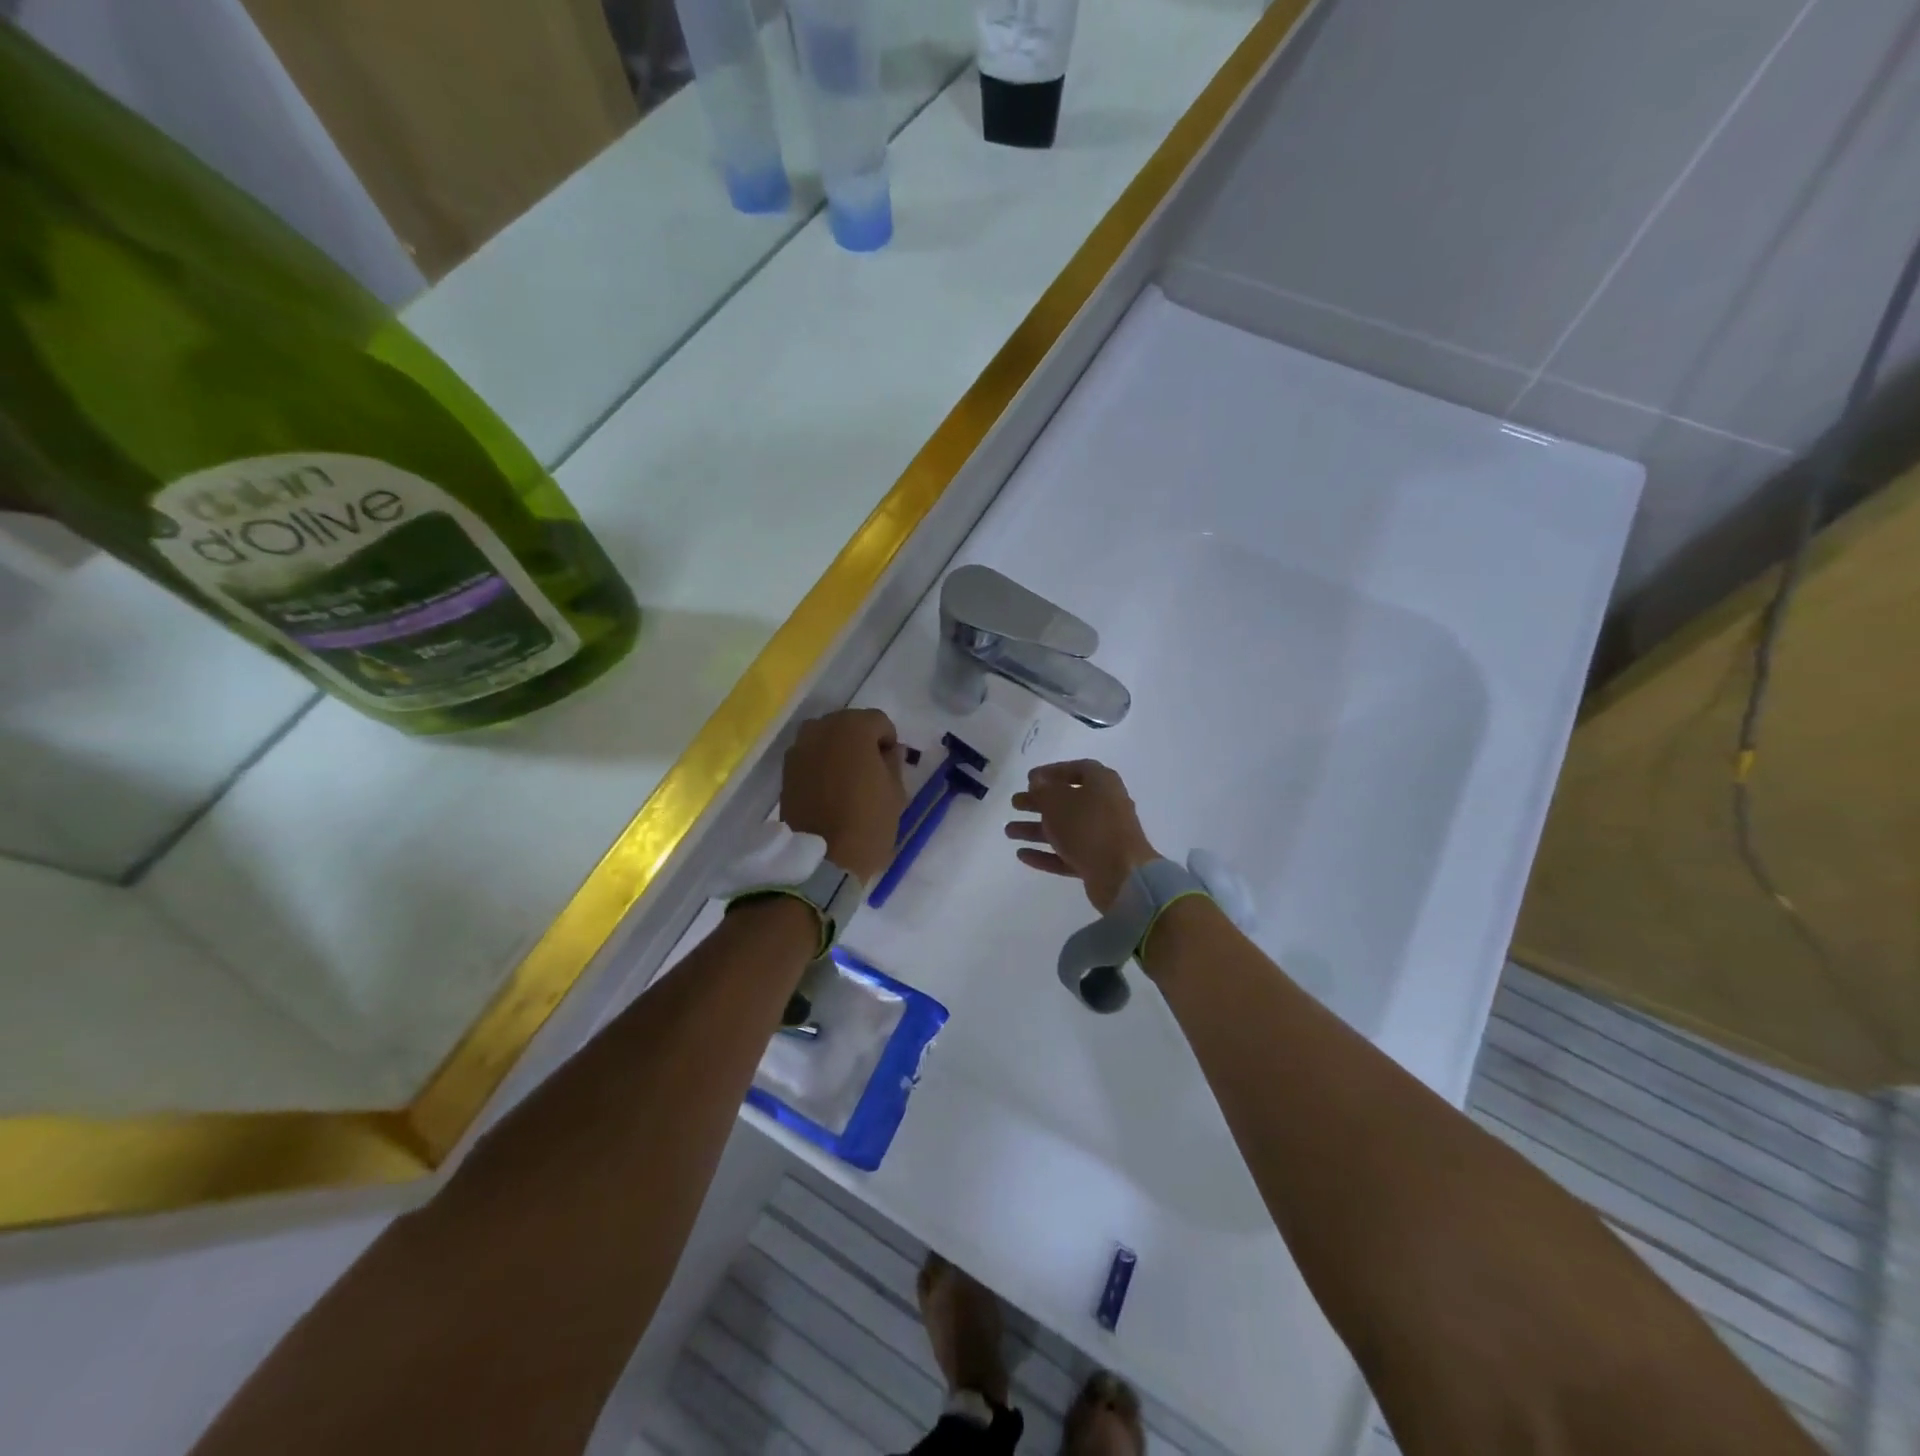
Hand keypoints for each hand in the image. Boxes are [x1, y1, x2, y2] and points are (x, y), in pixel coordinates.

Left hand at [780, 709, 906, 883]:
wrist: (822, 860)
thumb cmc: (868, 823)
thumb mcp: (896, 792)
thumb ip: (893, 762)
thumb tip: (889, 750)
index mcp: (853, 728)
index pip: (879, 721)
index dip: (888, 741)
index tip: (891, 766)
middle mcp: (822, 728)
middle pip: (848, 724)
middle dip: (861, 741)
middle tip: (869, 772)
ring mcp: (799, 748)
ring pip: (826, 738)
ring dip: (838, 751)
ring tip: (847, 780)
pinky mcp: (786, 769)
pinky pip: (810, 756)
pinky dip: (821, 765)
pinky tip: (828, 789)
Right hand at [1004, 760, 1160, 912]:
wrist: (1122, 875)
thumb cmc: (1088, 826)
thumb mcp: (1058, 801)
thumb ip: (1044, 790)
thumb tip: (1038, 782)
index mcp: (1102, 783)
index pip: (1077, 769)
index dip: (1052, 772)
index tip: (1029, 779)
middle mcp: (1105, 806)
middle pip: (1067, 801)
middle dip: (1038, 802)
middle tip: (1015, 804)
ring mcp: (1102, 836)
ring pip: (1064, 829)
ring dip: (1036, 829)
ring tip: (1009, 832)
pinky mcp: (1097, 862)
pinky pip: (1067, 853)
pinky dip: (1046, 853)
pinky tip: (1022, 855)